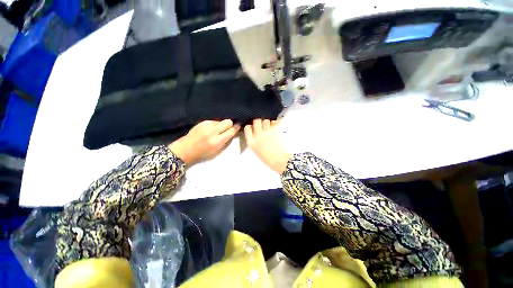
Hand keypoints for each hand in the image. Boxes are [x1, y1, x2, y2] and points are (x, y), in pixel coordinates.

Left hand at [169, 120, 239, 165]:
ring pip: (220, 120)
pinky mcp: (202, 122)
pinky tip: (211, 128)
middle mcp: (212, 131)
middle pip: (227, 121)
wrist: (186, 148)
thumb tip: (233, 132)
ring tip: (218, 129)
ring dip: (221, 124)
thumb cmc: (203, 152)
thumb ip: (226, 140)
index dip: (236, 128)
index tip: (238, 126)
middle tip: (227, 128)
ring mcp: (207, 125)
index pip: (231, 131)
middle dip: (230, 124)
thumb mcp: (217, 150)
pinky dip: (215, 124)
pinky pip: (213, 120)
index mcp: (217, 141)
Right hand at [244, 119, 291, 173]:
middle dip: (259, 121)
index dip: (250, 126)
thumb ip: (254, 142)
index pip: (247, 128)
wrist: (280, 161)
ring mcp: (267, 132)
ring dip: (268, 122)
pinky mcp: (275, 130)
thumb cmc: (268, 159)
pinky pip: (275, 122)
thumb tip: (255, 134)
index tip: (253, 127)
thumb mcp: (256, 151)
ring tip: (271, 126)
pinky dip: (276, 122)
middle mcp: (258, 135)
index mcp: (251, 142)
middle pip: (256, 121)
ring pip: (266, 120)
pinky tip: (276, 126)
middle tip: (262, 124)